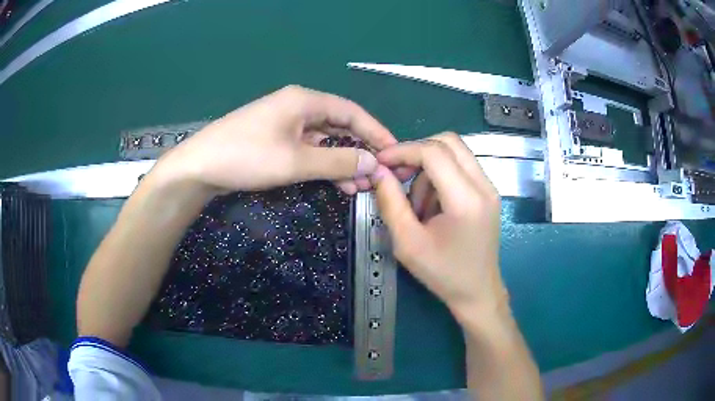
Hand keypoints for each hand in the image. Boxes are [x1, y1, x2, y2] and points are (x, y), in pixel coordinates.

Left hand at [157, 85, 398, 194]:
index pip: (352, 112)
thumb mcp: (296, 161)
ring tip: (362, 186)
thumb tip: (373, 164)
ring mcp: (286, 124)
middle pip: (340, 126)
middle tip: (380, 175)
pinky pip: (309, 150)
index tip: (395, 153)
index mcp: (305, 101)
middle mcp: (298, 107)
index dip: (376, 132)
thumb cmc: (246, 156)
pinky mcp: (276, 140)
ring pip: (325, 140)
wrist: (199, 168)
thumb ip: (337, 161)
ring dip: (343, 161)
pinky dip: (324, 165)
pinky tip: (338, 183)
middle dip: (361, 150)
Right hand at [370, 133, 507, 321]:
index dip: (403, 151)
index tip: (381, 162)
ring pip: (455, 153)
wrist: (477, 292)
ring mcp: (489, 188)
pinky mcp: (488, 193)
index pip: (433, 152)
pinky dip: (441, 176)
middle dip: (417, 152)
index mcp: (466, 200)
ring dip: (429, 168)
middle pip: (448, 141)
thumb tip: (378, 170)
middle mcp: (484, 186)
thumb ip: (390, 202)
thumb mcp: (407, 243)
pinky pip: (461, 167)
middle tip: (398, 174)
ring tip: (417, 205)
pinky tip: (432, 205)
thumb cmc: (443, 273)